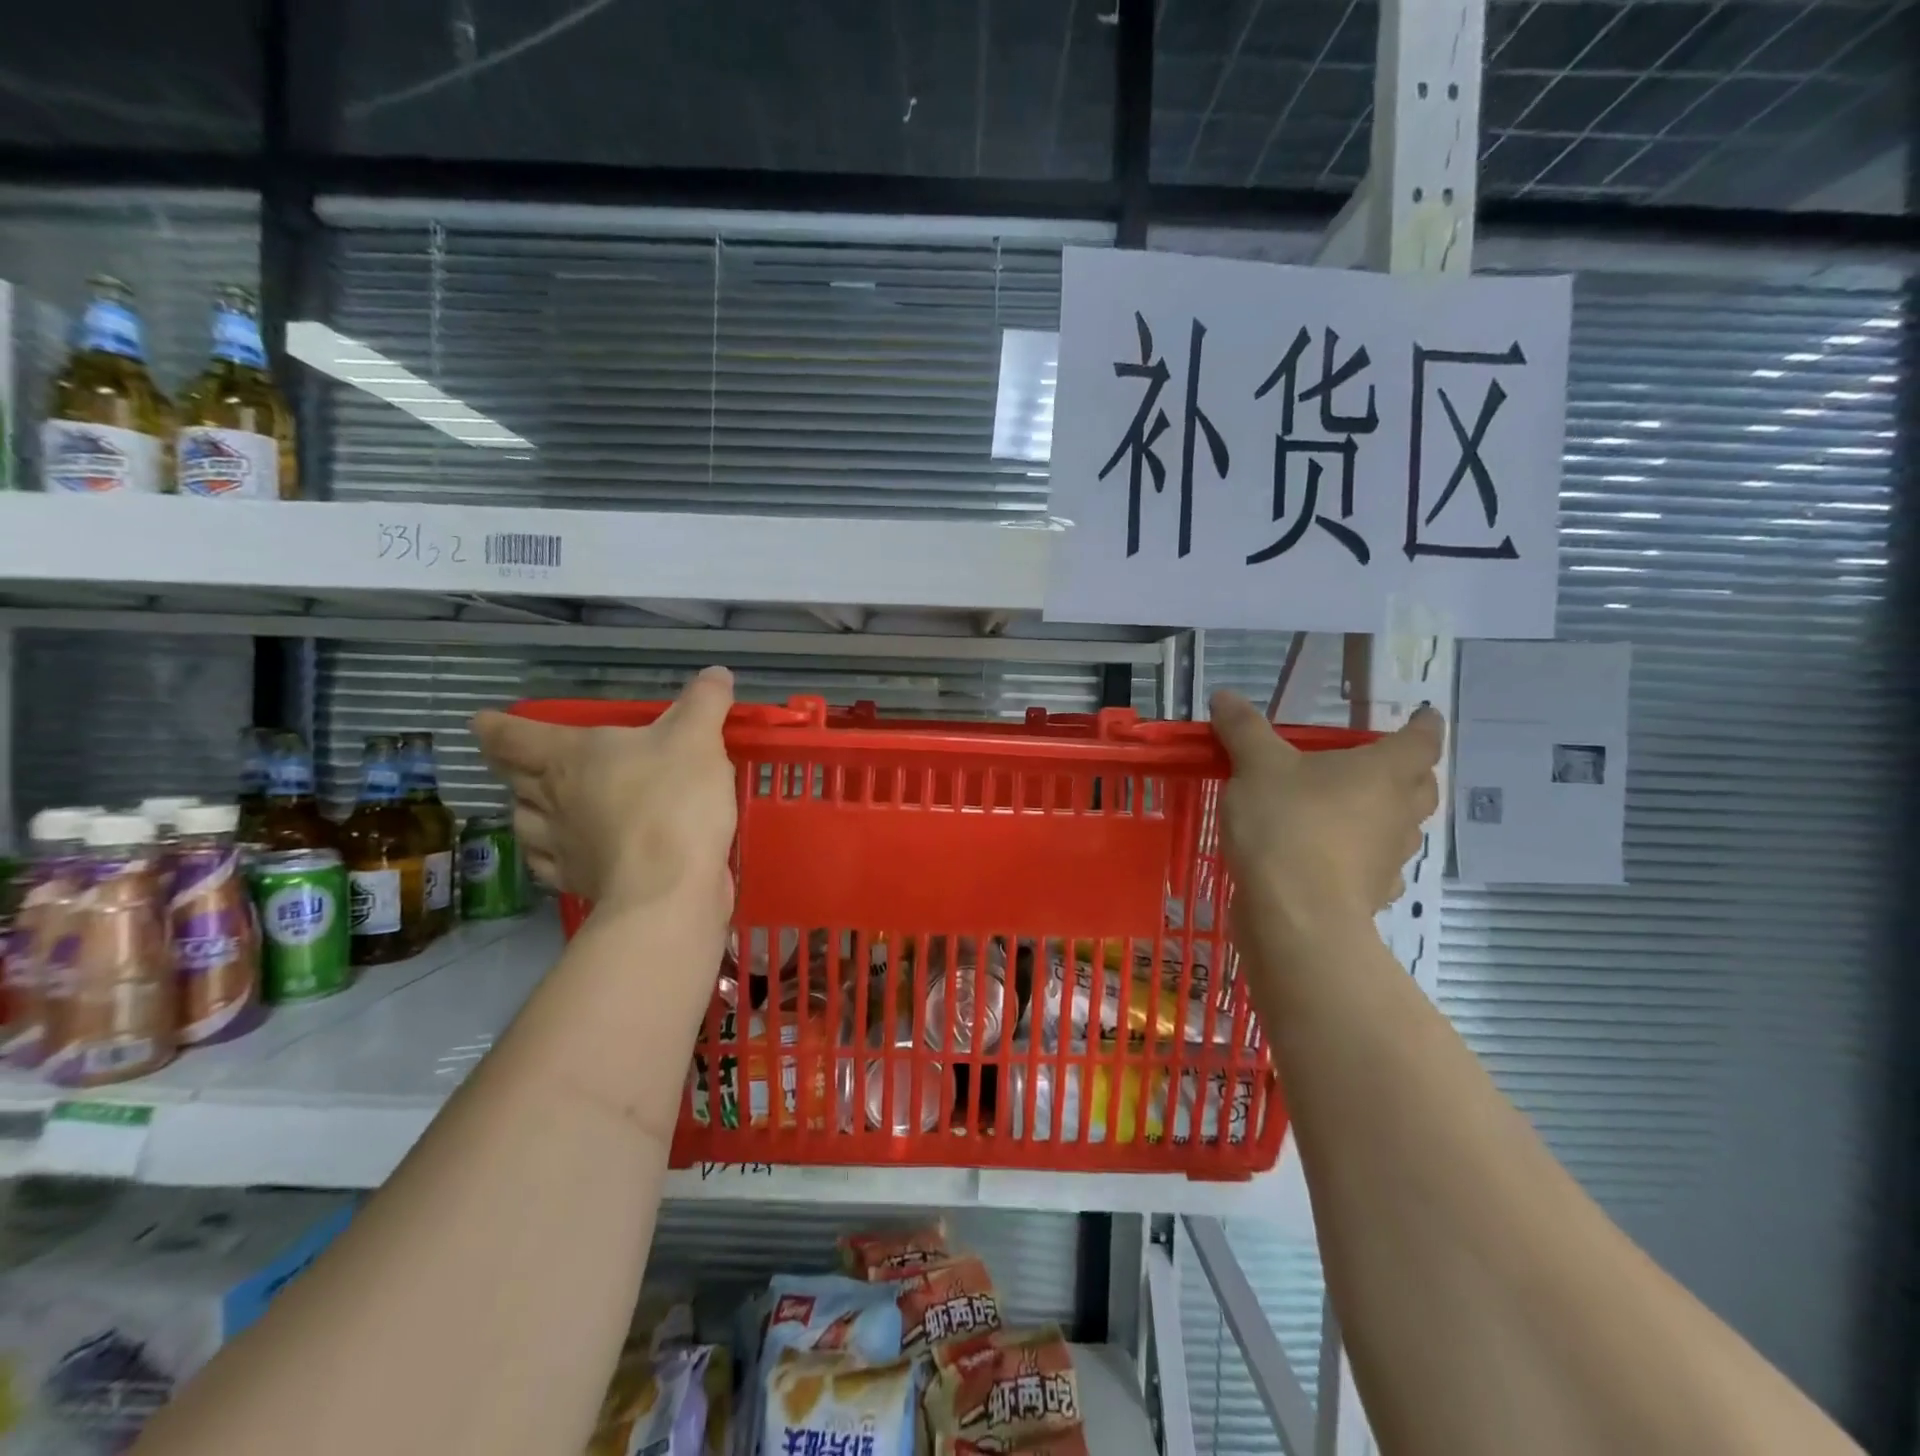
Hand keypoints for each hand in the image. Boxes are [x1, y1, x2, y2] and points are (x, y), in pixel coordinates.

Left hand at [471, 667, 737, 917]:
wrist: (668, 888)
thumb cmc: (674, 800)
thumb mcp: (699, 739)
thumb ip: (705, 703)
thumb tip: (716, 673)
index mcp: (569, 756)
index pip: (511, 736)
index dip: (497, 727)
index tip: (484, 721)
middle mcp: (551, 798)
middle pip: (512, 778)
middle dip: (511, 766)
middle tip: (519, 760)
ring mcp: (558, 845)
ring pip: (524, 822)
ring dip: (527, 810)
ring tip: (541, 804)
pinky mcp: (576, 882)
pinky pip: (547, 864)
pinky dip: (549, 854)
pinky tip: (564, 853)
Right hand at [1211, 691, 1442, 942]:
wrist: (1294, 914)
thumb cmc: (1286, 824)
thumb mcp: (1255, 766)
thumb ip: (1243, 729)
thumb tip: (1225, 694)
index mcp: (1383, 772)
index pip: (1421, 740)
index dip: (1424, 725)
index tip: (1424, 715)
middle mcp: (1398, 812)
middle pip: (1421, 787)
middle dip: (1410, 773)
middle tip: (1384, 763)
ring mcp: (1389, 858)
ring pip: (1402, 829)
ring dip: (1387, 816)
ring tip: (1354, 810)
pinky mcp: (1370, 895)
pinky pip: (1377, 868)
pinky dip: (1364, 858)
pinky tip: (1337, 859)